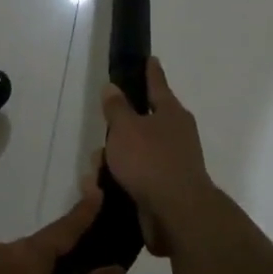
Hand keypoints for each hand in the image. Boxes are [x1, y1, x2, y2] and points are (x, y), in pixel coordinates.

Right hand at [99, 57, 215, 255]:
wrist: (177, 214)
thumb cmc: (150, 161)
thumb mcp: (125, 128)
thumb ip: (117, 108)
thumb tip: (113, 87)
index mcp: (171, 113)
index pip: (157, 84)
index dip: (150, 72)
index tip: (149, 59)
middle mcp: (176, 135)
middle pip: (142, 123)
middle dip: (119, 130)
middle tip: (103, 134)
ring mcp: (173, 163)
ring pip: (136, 153)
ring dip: (115, 160)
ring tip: (95, 172)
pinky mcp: (165, 190)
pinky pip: (136, 177)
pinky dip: (120, 180)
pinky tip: (103, 189)